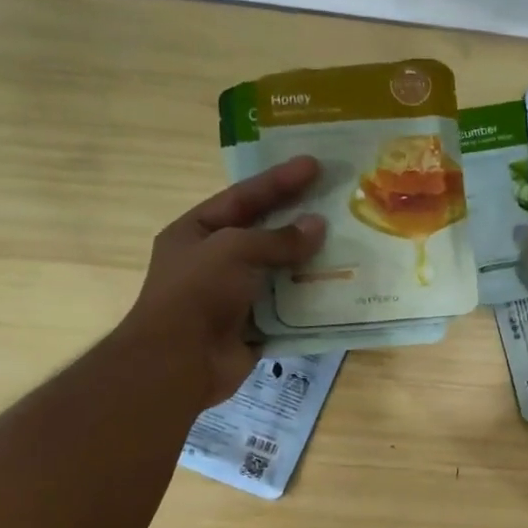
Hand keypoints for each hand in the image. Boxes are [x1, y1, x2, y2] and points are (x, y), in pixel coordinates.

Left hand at [124, 155, 325, 408]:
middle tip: (336, 205)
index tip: (314, 165)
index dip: (278, 181)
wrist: (180, 362)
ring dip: (309, 263)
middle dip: (298, 222)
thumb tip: (318, 227)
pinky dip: (310, 302)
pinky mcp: (253, 328)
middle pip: (263, 235)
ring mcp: (234, 297)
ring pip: (279, 273)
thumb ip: (277, 238)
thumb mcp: (234, 250)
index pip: (243, 198)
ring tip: (347, 247)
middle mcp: (214, 262)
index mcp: (197, 233)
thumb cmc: (198, 293)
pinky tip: (338, 291)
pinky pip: (287, 310)